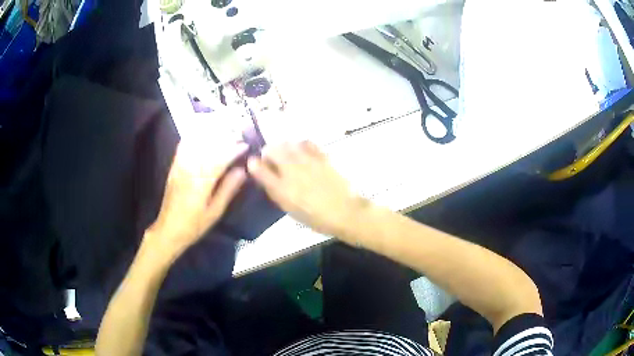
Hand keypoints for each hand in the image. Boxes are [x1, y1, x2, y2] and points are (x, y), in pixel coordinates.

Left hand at [143, 140, 247, 261]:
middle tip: (237, 136)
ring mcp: (180, 167)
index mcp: (201, 183)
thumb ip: (228, 189)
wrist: (168, 229)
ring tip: (223, 133)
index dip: (233, 150)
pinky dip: (194, 138)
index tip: (245, 145)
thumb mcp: (215, 212)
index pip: (220, 159)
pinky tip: (202, 135)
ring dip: (210, 136)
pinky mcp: (174, 167)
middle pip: (208, 147)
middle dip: (224, 138)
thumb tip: (242, 171)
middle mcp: (189, 170)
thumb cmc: (194, 225)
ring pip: (196, 143)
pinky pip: (183, 146)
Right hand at [247, 141, 369, 239]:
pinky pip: (306, 143)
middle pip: (272, 150)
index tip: (253, 163)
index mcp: (282, 189)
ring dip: (283, 146)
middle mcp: (291, 171)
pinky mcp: (321, 156)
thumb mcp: (292, 211)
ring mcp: (307, 161)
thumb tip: (268, 179)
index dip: (254, 164)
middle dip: (268, 151)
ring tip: (286, 153)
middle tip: (271, 157)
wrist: (346, 212)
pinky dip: (300, 144)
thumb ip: (277, 193)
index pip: (260, 170)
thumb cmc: (317, 218)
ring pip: (287, 143)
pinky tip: (302, 150)